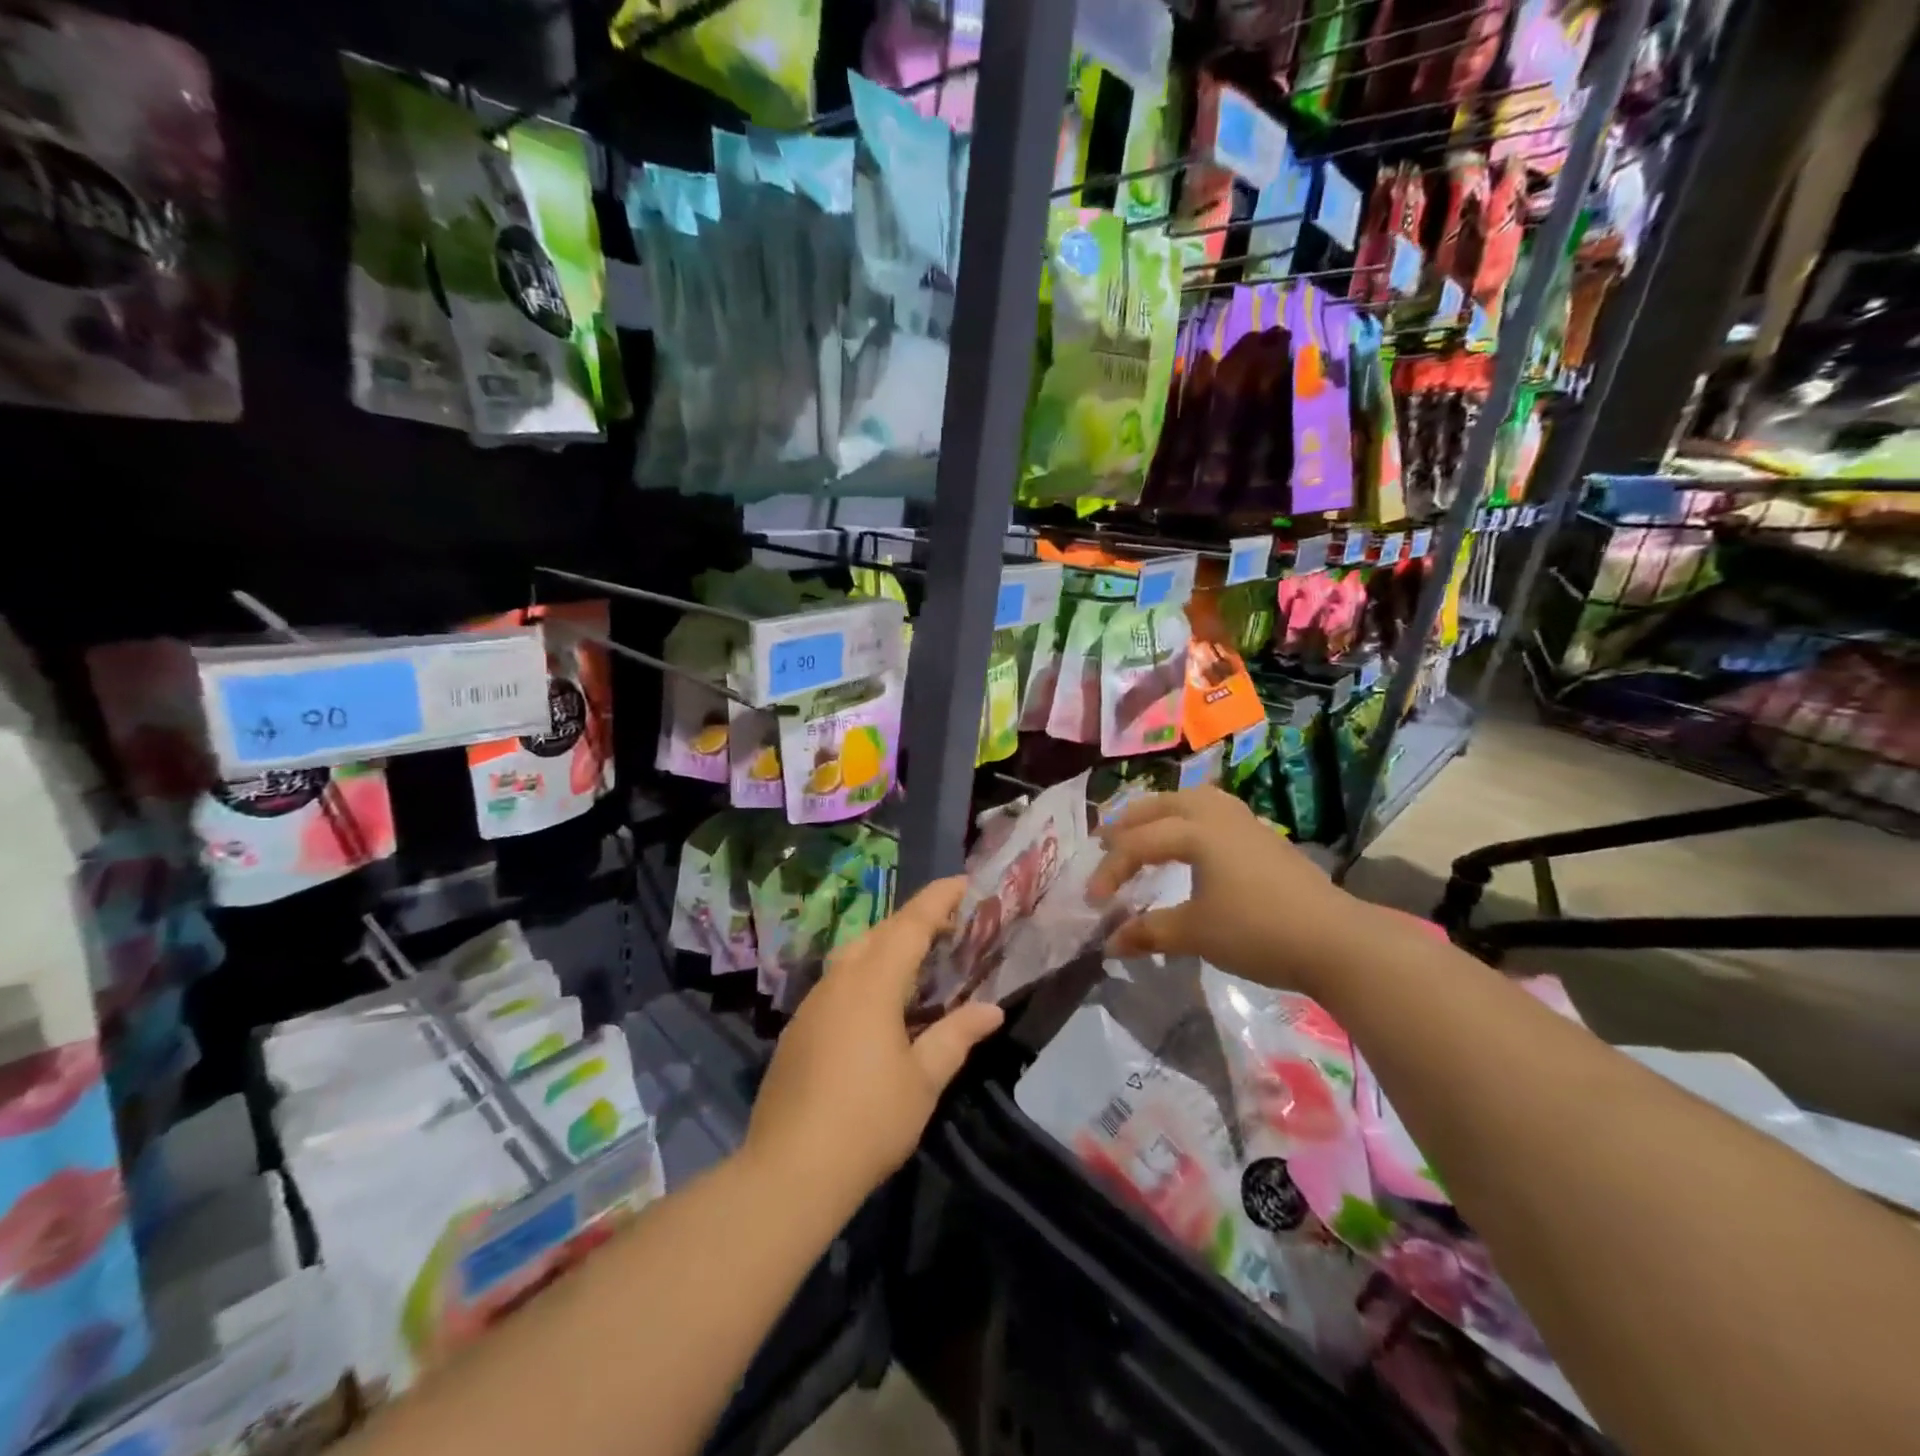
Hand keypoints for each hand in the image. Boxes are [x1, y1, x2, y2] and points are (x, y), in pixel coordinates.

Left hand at [744, 879, 1004, 1207]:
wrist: (790, 1171)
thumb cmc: (869, 1120)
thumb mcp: (924, 1079)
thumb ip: (956, 1036)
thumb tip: (991, 1010)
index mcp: (872, 984)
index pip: (910, 925)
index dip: (937, 900)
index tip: (962, 882)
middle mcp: (839, 982)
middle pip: (878, 933)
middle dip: (913, 920)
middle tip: (947, 923)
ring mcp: (812, 1004)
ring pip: (853, 955)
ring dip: (886, 945)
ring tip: (916, 958)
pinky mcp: (798, 1029)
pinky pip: (837, 982)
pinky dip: (865, 974)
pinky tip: (878, 1004)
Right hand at [1087, 787, 1364, 993]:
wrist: (1335, 941)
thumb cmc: (1258, 932)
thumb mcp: (1195, 933)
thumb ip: (1149, 932)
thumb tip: (1109, 944)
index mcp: (1195, 831)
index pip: (1138, 844)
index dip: (1110, 870)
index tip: (1093, 901)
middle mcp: (1216, 814)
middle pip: (1161, 806)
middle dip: (1128, 823)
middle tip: (1103, 842)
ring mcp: (1244, 821)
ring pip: (1190, 800)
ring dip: (1160, 813)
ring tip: (1143, 830)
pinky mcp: (1263, 835)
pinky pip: (1212, 811)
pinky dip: (1187, 818)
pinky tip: (1191, 839)